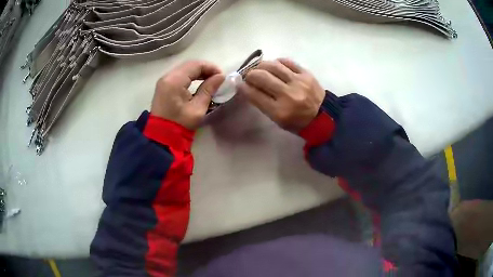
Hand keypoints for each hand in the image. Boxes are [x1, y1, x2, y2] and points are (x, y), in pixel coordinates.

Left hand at [151, 61, 224, 129]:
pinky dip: (191, 76)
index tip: (222, 77)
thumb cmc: (180, 124)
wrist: (161, 137)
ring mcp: (164, 80)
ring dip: (198, 72)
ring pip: (185, 69)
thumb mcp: (197, 108)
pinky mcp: (164, 86)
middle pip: (189, 65)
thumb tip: (220, 77)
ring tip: (210, 81)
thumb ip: (209, 89)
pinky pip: (179, 75)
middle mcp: (167, 76)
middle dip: (205, 69)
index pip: (196, 65)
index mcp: (174, 81)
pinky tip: (199, 83)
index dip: (211, 68)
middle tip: (217, 79)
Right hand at [238, 58, 324, 131]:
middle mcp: (288, 95)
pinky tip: (274, 65)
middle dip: (250, 74)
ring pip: (273, 65)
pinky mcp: (306, 74)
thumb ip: (262, 103)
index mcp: (280, 111)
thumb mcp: (278, 120)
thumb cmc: (297, 122)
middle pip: (261, 76)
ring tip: (259, 68)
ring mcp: (298, 82)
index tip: (239, 83)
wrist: (323, 117)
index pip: (254, 94)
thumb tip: (248, 86)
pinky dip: (277, 62)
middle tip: (249, 75)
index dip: (243, 87)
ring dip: (261, 65)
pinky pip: (287, 62)